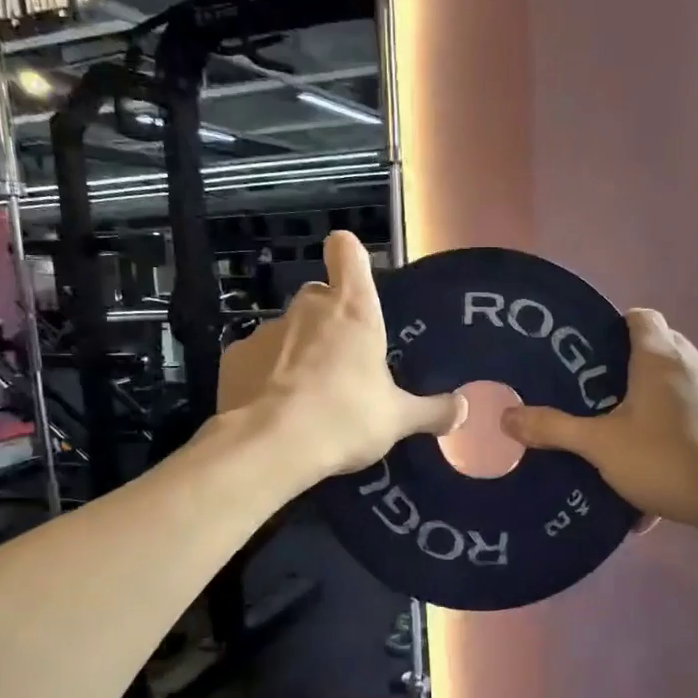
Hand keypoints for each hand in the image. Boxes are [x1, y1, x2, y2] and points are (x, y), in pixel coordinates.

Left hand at [217, 232, 465, 484]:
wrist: (270, 446)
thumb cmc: (345, 419)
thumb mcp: (397, 420)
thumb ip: (432, 411)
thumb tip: (463, 409)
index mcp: (353, 310)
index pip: (347, 251)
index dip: (350, 255)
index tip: (355, 277)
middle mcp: (308, 308)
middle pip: (319, 296)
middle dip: (330, 320)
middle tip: (343, 362)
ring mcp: (266, 329)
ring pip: (288, 329)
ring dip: (298, 351)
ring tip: (307, 395)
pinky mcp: (233, 356)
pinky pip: (256, 357)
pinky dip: (265, 375)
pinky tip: (273, 407)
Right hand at [502, 309, 697, 532]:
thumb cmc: (663, 458)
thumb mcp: (599, 445)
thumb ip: (553, 428)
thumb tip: (506, 417)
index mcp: (660, 356)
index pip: (640, 316)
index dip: (614, 326)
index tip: (589, 351)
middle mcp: (692, 363)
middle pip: (658, 345)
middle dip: (628, 363)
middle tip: (595, 388)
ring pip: (676, 379)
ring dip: (652, 394)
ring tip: (620, 422)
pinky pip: (691, 410)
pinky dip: (671, 422)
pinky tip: (651, 457)